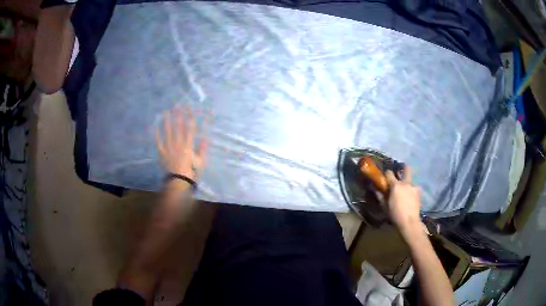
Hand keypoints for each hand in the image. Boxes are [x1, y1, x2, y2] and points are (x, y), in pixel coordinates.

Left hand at [155, 105, 208, 180]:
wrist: (178, 181)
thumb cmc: (191, 172)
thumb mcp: (201, 162)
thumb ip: (203, 149)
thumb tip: (206, 138)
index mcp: (188, 145)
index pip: (189, 128)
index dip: (190, 118)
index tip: (190, 109)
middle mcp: (178, 143)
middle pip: (177, 127)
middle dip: (177, 115)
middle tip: (176, 105)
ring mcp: (169, 147)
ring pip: (167, 131)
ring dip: (166, 121)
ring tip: (165, 112)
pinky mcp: (162, 152)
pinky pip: (159, 141)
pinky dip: (157, 134)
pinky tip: (155, 126)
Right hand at [384, 166, 421, 232]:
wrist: (409, 221)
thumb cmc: (395, 214)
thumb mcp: (384, 206)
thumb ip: (380, 196)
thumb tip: (376, 189)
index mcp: (395, 185)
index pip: (389, 173)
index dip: (386, 174)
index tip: (385, 178)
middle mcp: (405, 183)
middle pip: (406, 169)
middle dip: (404, 167)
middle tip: (400, 172)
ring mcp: (413, 187)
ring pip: (410, 181)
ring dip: (406, 184)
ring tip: (405, 192)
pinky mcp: (418, 192)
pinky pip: (413, 188)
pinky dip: (410, 191)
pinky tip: (409, 198)